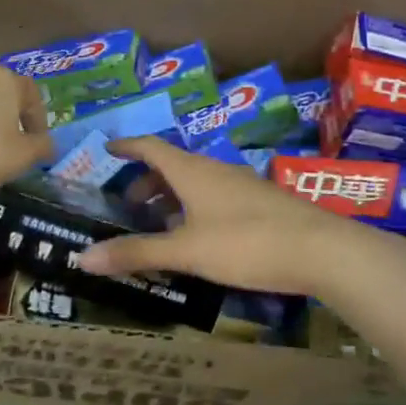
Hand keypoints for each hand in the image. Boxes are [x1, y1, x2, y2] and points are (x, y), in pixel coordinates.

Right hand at [75, 137, 368, 295]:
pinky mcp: (261, 204)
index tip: (107, 150)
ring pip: (196, 182)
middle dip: (147, 181)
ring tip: (160, 224)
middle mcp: (215, 170)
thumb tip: (82, 258)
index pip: (151, 147)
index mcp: (192, 171)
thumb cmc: (246, 242)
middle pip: (173, 165)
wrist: (322, 251)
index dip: (127, 147)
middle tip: (129, 205)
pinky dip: (195, 208)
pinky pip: (216, 196)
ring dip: (172, 196)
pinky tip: (200, 237)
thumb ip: (137, 253)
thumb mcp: (186, 251)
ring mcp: (242, 185)